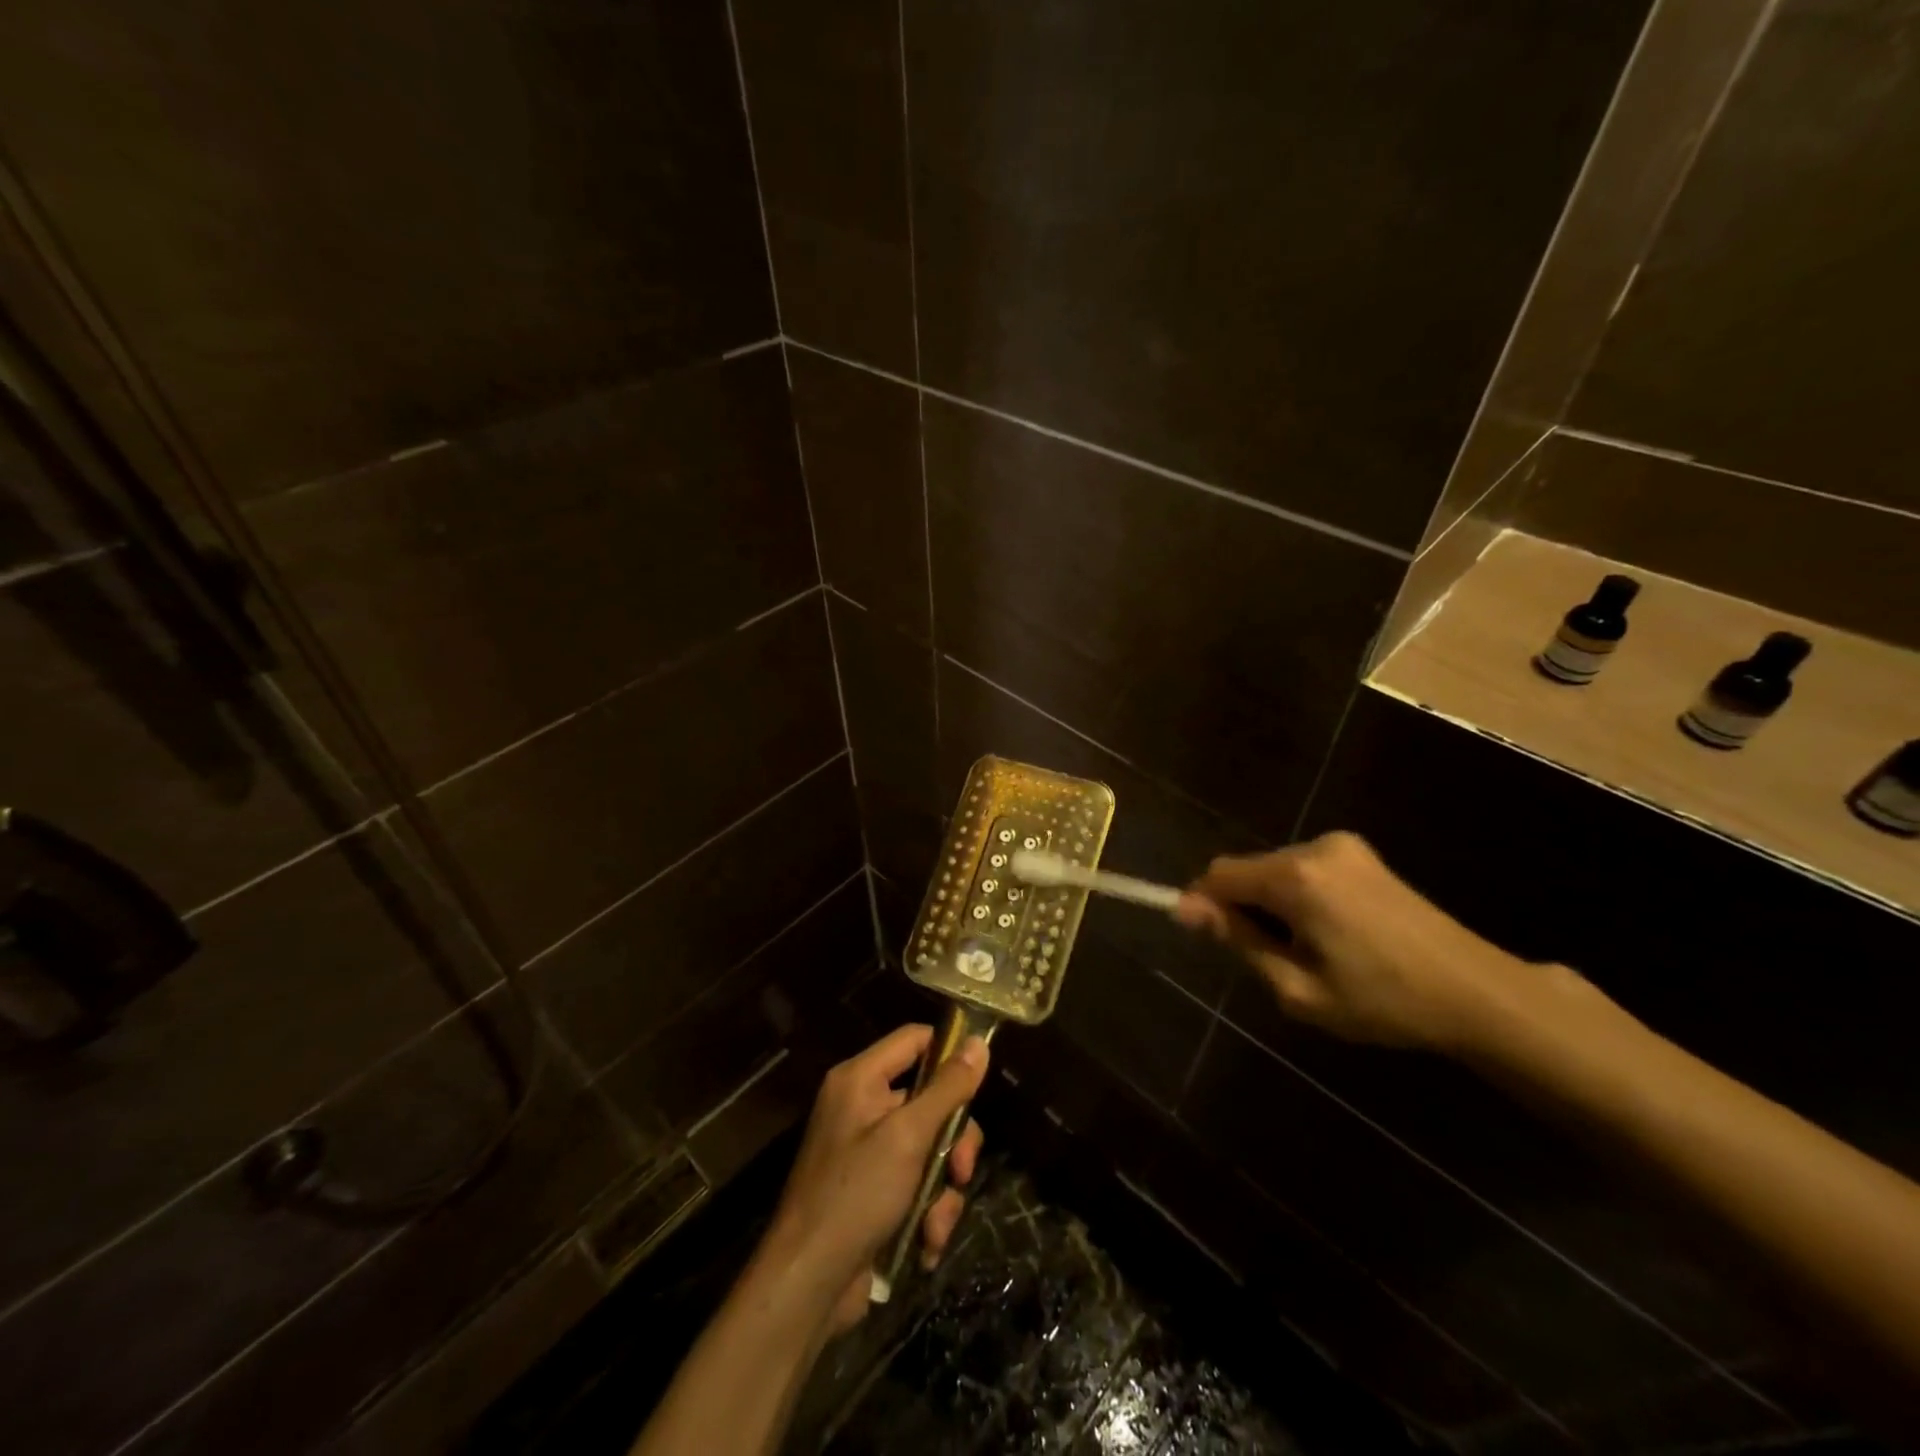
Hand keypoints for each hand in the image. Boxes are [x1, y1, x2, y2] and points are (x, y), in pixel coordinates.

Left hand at [755, 1025, 987, 1334]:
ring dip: (942, 1188)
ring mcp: (867, 1150)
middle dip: (953, 1141)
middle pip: (930, 1099)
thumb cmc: (856, 1195)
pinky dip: (927, 1211)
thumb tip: (979, 1042)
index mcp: (861, 1079)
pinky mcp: (873, 1190)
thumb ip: (947, 1089)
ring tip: (937, 1223)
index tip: (981, 1082)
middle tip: (961, 1170)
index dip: (950, 1053)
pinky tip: (926, 1242)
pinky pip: (915, 1182)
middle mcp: (862, 1106)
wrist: (807, 1284)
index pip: (915, 1039)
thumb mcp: (909, 1137)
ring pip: (929, 1147)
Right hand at [1177, 831, 1531, 1050]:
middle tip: (1271, 959)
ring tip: (1307, 951)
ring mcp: (1343, 847)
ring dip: (1272, 903)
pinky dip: (1298, 896)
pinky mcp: (1363, 854)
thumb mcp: (1298, 988)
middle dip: (1243, 907)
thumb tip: (1186, 909)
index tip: (1207, 939)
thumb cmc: (1384, 1000)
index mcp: (1296, 878)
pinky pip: (1305, 869)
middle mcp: (1315, 848)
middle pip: (1248, 870)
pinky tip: (1331, 933)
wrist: (1478, 993)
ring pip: (1275, 870)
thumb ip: (1239, 941)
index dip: (1203, 903)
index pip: (1219, 874)